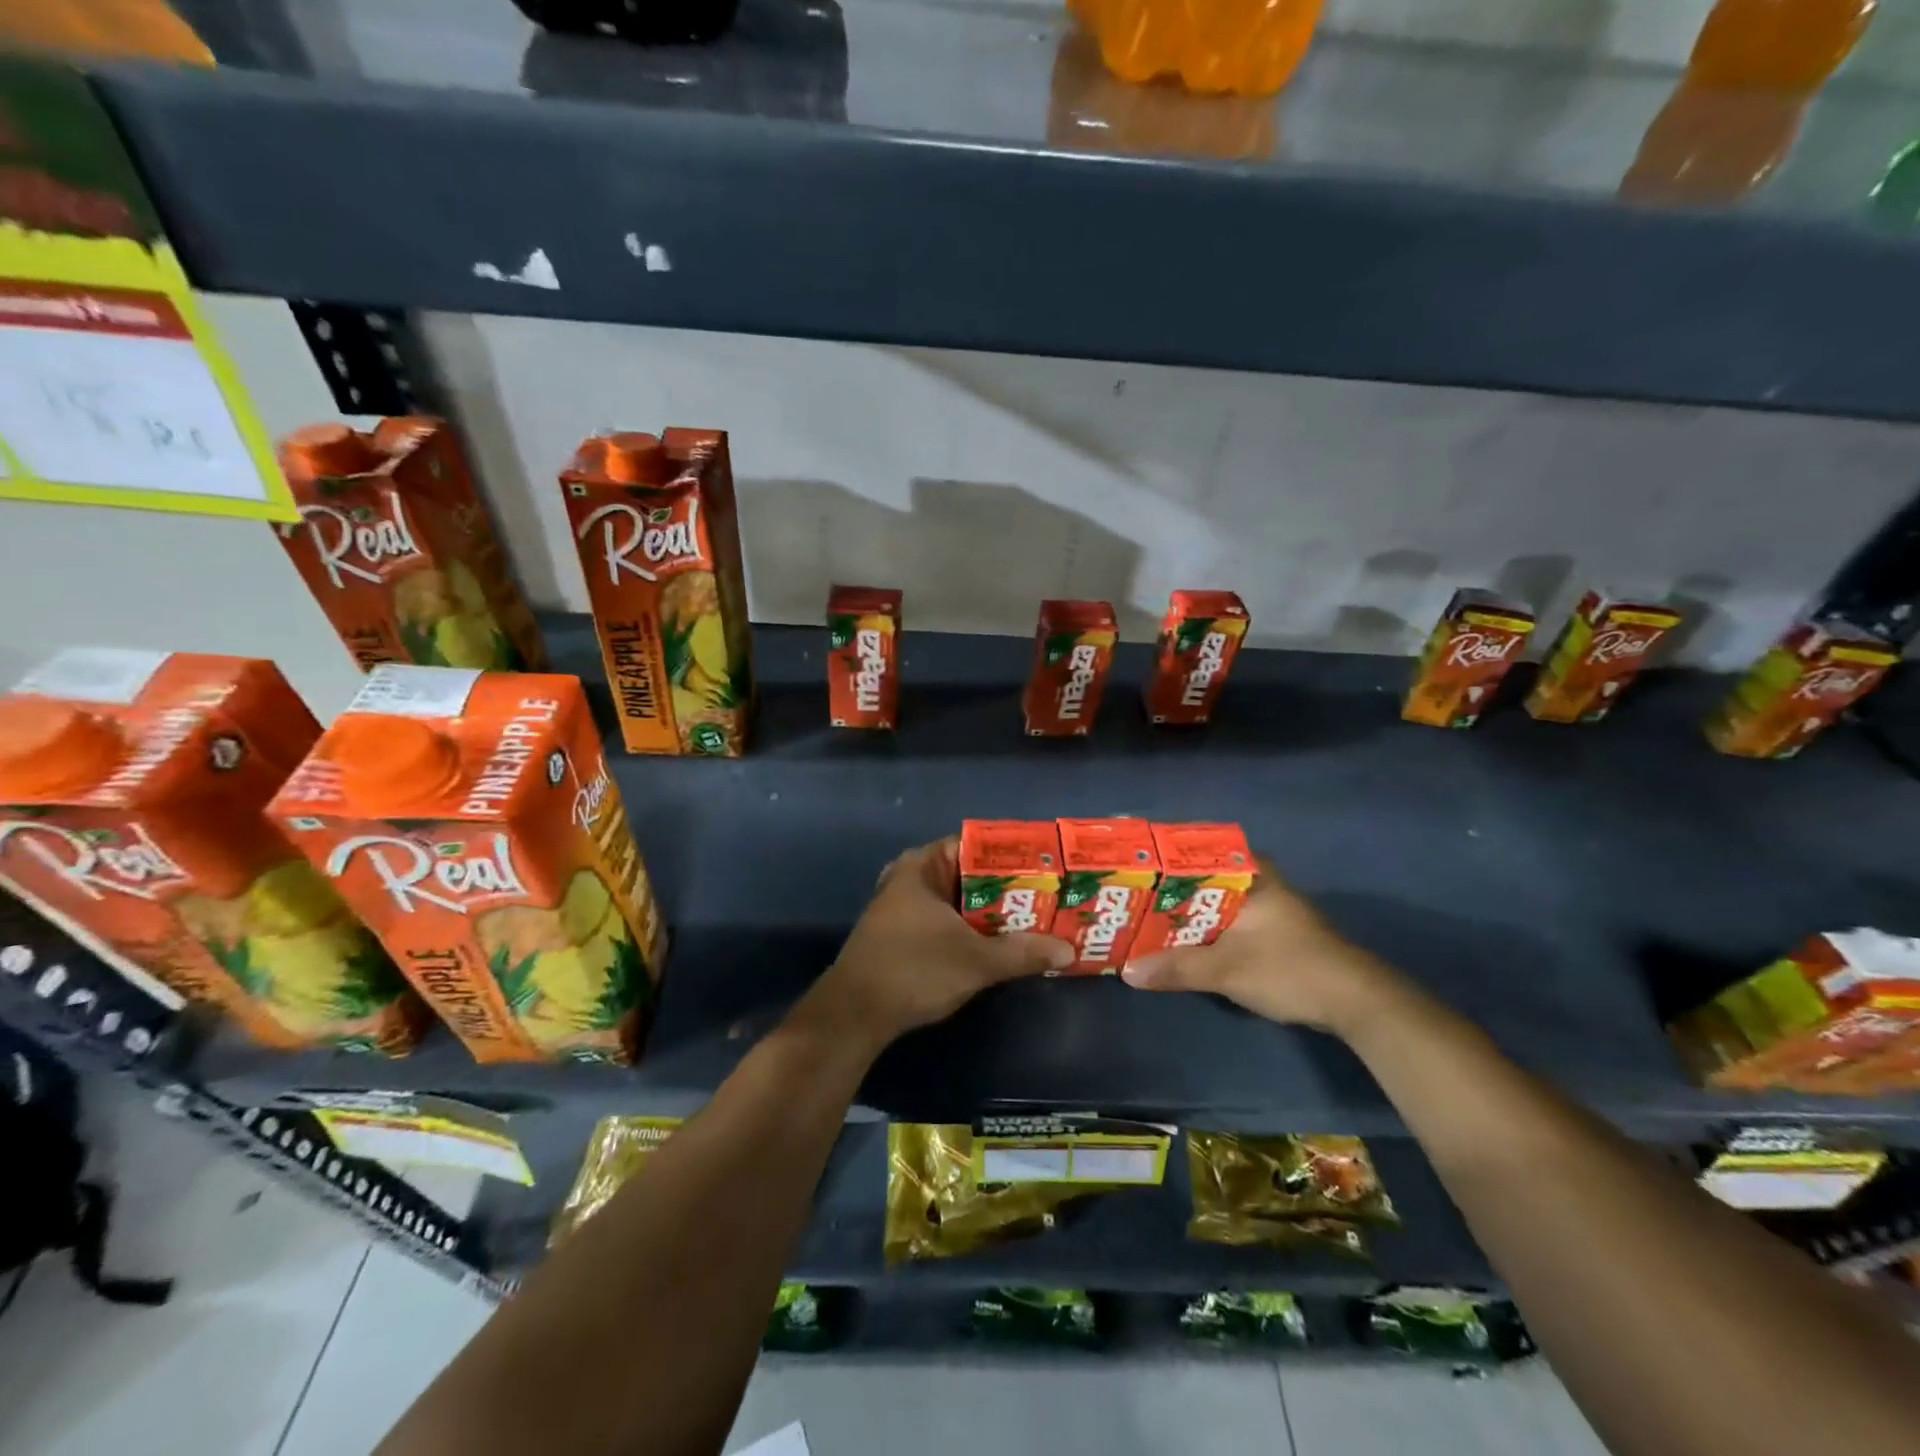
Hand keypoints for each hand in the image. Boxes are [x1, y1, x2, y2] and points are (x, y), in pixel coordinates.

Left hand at [800, 836, 1074, 1053]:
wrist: (854, 1015)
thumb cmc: (914, 970)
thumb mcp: (975, 961)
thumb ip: (1023, 952)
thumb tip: (1069, 951)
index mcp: (923, 865)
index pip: (977, 845)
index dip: (1014, 855)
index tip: (1048, 867)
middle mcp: (911, 877)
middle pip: (970, 874)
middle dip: (1009, 888)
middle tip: (1051, 897)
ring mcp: (904, 905)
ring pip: (959, 900)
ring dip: (992, 912)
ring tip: (1036, 919)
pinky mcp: (902, 933)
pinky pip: (947, 919)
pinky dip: (972, 928)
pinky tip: (1000, 943)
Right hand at [1120, 855, 1409, 1035]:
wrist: (1355, 1002)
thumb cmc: (1290, 968)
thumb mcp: (1227, 969)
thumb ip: (1177, 968)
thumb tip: (1127, 971)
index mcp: (1249, 872)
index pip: (1196, 848)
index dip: (1161, 855)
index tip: (1130, 862)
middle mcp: (1257, 880)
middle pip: (1200, 876)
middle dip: (1166, 887)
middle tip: (1126, 892)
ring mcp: (1267, 905)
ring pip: (1212, 899)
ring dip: (1182, 910)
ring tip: (1141, 915)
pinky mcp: (1272, 930)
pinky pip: (1224, 919)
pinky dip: (1200, 927)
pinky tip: (1178, 940)